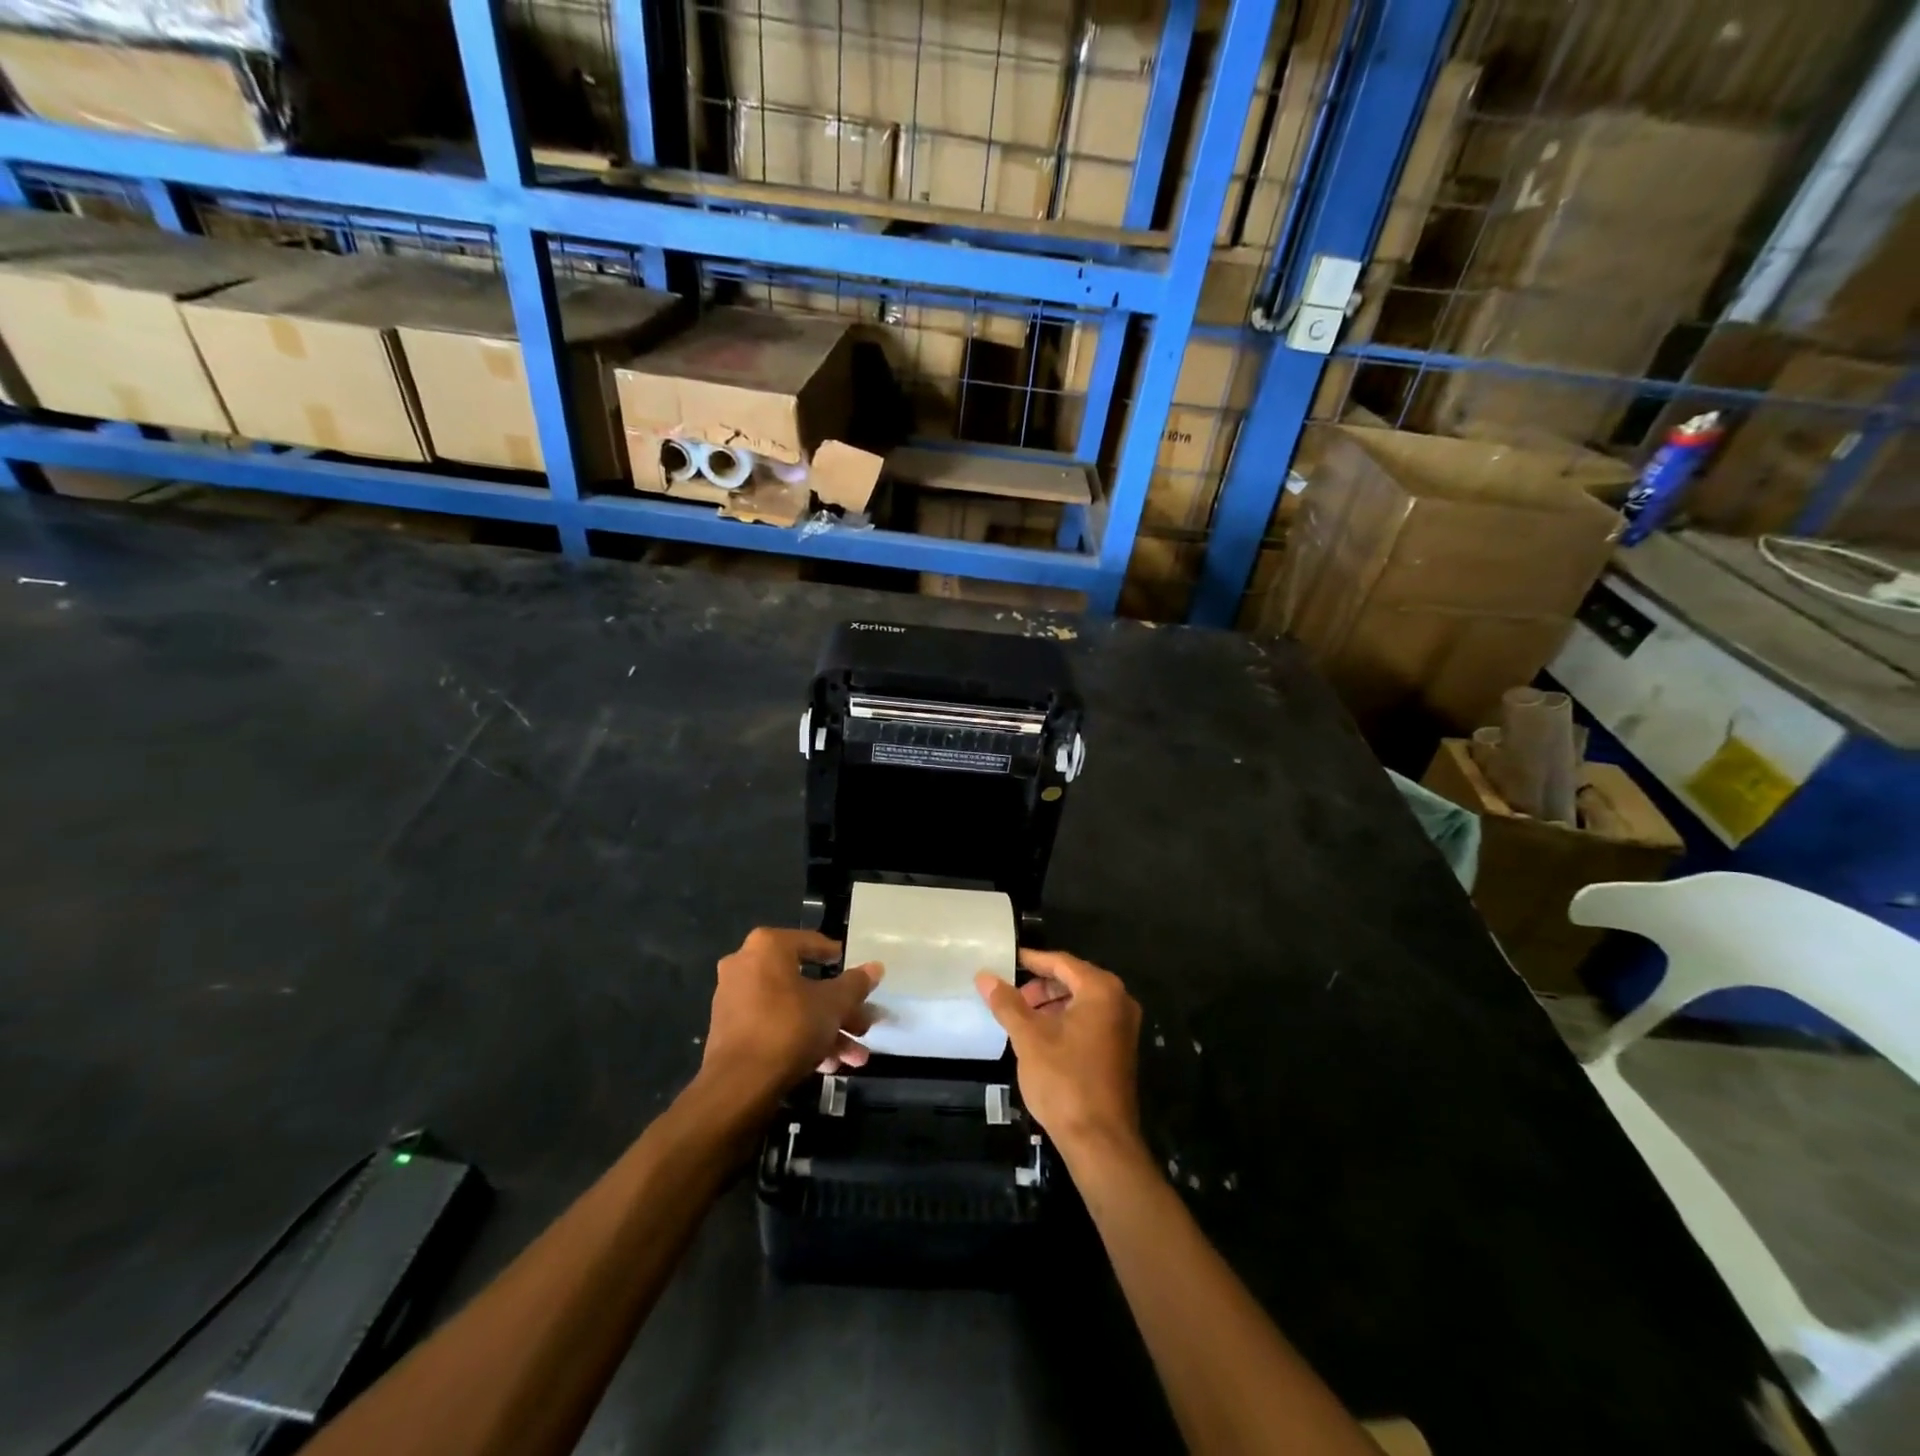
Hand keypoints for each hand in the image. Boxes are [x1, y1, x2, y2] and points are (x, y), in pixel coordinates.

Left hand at [699, 928, 883, 1110]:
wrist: (739, 1085)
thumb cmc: (789, 1027)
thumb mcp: (833, 1004)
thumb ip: (855, 984)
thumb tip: (876, 967)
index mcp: (768, 947)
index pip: (811, 943)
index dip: (837, 958)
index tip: (855, 972)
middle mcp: (746, 965)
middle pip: (805, 982)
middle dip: (839, 1009)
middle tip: (864, 1025)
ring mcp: (735, 999)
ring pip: (792, 1009)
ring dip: (826, 1030)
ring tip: (856, 1057)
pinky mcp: (731, 1032)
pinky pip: (775, 1026)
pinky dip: (801, 1040)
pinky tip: (830, 1065)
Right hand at [975, 948, 1143, 1165]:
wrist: (1100, 1141)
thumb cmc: (1064, 1081)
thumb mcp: (1029, 1038)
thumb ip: (1007, 1003)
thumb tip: (984, 976)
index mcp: (1101, 990)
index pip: (1062, 962)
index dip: (1033, 960)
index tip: (1008, 960)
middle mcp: (1119, 1002)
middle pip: (1074, 979)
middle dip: (1042, 985)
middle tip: (1012, 995)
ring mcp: (1124, 1027)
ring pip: (1082, 1001)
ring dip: (1052, 1004)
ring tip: (1022, 1017)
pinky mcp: (1121, 1050)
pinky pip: (1091, 1020)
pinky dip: (1066, 1020)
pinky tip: (1043, 1037)